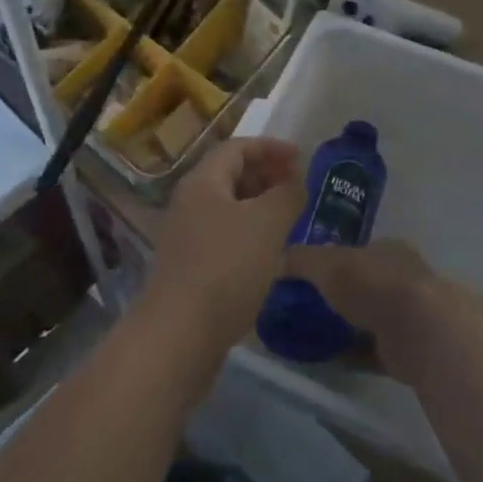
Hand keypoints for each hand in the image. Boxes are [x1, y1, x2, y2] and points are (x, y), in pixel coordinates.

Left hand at [144, 139, 305, 350]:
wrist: (180, 334)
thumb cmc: (227, 266)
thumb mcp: (267, 223)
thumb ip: (288, 194)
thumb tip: (296, 182)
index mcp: (202, 182)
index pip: (237, 147)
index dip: (271, 147)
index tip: (302, 158)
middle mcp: (189, 203)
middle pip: (230, 175)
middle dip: (267, 176)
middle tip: (298, 189)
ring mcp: (187, 236)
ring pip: (229, 209)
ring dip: (261, 207)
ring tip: (291, 220)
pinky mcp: (191, 267)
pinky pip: (226, 236)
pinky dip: (251, 235)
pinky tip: (271, 255)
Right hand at [283, 240, 445, 373]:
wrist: (420, 333)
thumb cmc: (373, 285)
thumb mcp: (327, 264)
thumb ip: (301, 260)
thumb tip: (279, 263)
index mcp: (389, 250)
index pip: (358, 251)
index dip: (334, 261)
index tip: (309, 277)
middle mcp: (403, 278)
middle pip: (365, 285)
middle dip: (340, 295)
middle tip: (306, 308)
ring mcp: (410, 315)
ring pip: (370, 318)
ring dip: (346, 327)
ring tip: (312, 336)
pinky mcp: (408, 349)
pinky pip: (372, 350)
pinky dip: (352, 355)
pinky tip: (328, 360)